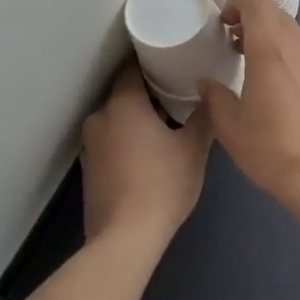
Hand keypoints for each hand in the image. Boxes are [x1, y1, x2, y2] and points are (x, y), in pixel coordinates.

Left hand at [80, 63, 211, 245]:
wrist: (124, 239)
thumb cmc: (162, 185)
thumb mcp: (194, 148)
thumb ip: (204, 115)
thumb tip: (210, 94)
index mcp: (123, 104)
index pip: (133, 67)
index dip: (153, 61)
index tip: (174, 60)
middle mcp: (100, 117)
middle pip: (124, 92)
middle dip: (149, 91)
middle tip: (179, 92)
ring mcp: (90, 144)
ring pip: (117, 117)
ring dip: (138, 117)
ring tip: (168, 122)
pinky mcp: (89, 168)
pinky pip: (111, 139)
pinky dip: (128, 138)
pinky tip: (149, 152)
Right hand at [196, 0, 299, 220]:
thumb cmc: (274, 149)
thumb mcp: (230, 127)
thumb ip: (214, 96)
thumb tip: (207, 82)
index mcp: (271, 47)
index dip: (236, 3)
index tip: (223, 27)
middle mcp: (299, 45)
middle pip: (274, 12)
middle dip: (250, 21)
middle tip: (232, 46)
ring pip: (291, 30)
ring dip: (269, 37)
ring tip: (251, 67)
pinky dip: (286, 53)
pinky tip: (277, 86)